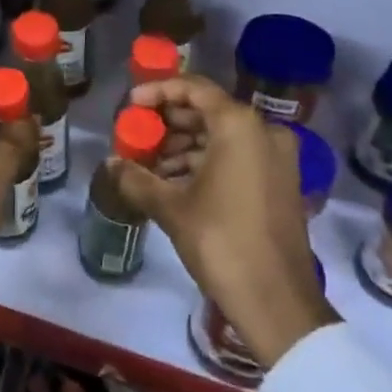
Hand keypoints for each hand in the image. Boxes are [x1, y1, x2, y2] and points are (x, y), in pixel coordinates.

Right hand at [111, 76, 336, 367]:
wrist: (278, 303)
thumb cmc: (222, 243)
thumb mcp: (172, 208)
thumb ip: (137, 178)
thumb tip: (110, 165)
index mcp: (239, 125)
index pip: (193, 89)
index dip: (158, 91)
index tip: (131, 105)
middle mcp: (263, 130)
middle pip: (208, 111)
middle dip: (169, 122)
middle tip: (137, 134)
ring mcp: (277, 156)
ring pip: (222, 136)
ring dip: (185, 145)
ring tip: (149, 164)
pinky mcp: (281, 181)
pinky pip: (238, 156)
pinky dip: (207, 162)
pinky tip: (175, 182)